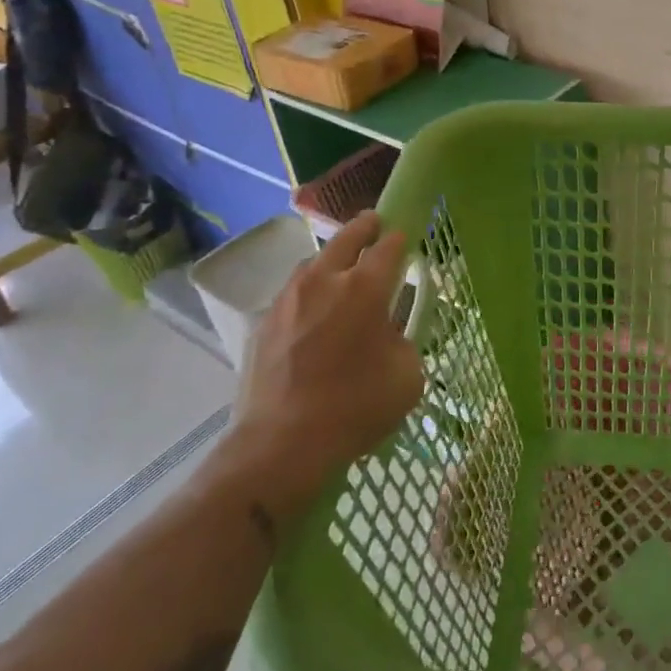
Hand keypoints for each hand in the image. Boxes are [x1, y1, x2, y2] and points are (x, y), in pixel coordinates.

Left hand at [215, 213, 424, 521]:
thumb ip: (404, 341)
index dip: (401, 238)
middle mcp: (324, 280)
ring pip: (315, 262)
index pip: (389, 245)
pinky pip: (293, 293)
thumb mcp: (407, 375)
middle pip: (347, 237)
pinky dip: (309, 292)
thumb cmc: (355, 408)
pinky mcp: (263, 322)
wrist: (279, 446)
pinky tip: (314, 314)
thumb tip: (388, 333)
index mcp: (365, 288)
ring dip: (333, 259)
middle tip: (375, 225)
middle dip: (365, 227)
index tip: (406, 238)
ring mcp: (288, 299)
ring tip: (342, 272)